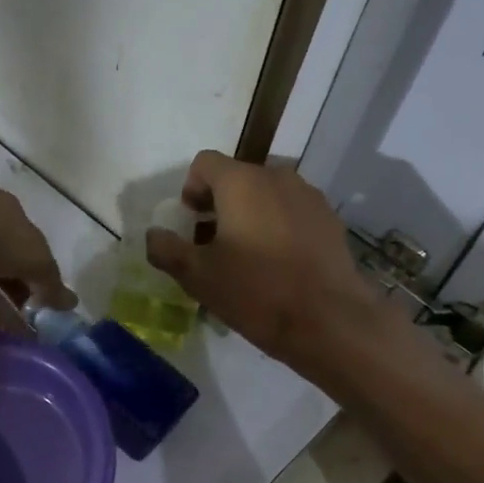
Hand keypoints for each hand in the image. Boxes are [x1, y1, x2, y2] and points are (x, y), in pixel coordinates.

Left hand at [0, 177, 76, 310]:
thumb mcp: (34, 259)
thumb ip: (52, 283)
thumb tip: (72, 304)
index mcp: (8, 210)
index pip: (30, 242)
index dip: (40, 271)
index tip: (46, 299)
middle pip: (5, 258)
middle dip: (19, 287)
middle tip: (31, 318)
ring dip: (0, 300)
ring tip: (14, 331)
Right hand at [145, 151, 380, 374]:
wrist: (328, 320)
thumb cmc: (255, 292)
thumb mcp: (198, 276)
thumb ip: (166, 249)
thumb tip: (153, 235)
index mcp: (241, 182)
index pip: (204, 163)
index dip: (190, 189)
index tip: (190, 222)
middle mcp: (277, 177)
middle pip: (237, 177)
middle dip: (220, 204)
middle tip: (213, 244)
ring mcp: (309, 196)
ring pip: (267, 195)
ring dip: (250, 215)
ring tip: (247, 256)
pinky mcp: (330, 220)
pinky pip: (293, 212)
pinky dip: (278, 226)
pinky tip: (279, 264)